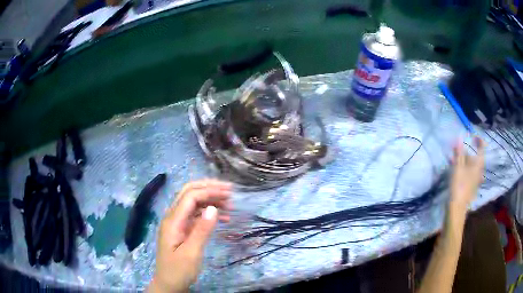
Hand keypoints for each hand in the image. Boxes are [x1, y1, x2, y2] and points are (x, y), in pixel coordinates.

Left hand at [149, 180, 231, 292]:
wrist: (169, 284)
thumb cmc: (179, 270)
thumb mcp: (192, 253)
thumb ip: (202, 230)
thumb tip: (214, 208)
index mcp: (172, 221)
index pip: (190, 196)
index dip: (209, 191)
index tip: (229, 193)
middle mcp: (173, 217)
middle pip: (189, 193)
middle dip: (209, 188)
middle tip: (229, 190)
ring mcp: (177, 223)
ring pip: (193, 203)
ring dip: (211, 200)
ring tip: (230, 205)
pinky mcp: (182, 230)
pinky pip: (196, 216)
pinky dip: (209, 214)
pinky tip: (223, 219)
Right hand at [449, 137, 483, 212]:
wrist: (457, 208)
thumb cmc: (459, 186)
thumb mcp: (458, 167)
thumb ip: (459, 153)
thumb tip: (459, 138)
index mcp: (478, 164)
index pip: (482, 147)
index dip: (478, 140)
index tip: (471, 136)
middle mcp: (479, 170)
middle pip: (475, 156)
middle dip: (465, 151)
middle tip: (456, 148)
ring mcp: (475, 179)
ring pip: (470, 165)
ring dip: (462, 160)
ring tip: (452, 158)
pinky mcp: (470, 186)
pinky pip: (468, 172)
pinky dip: (462, 168)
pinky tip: (454, 169)